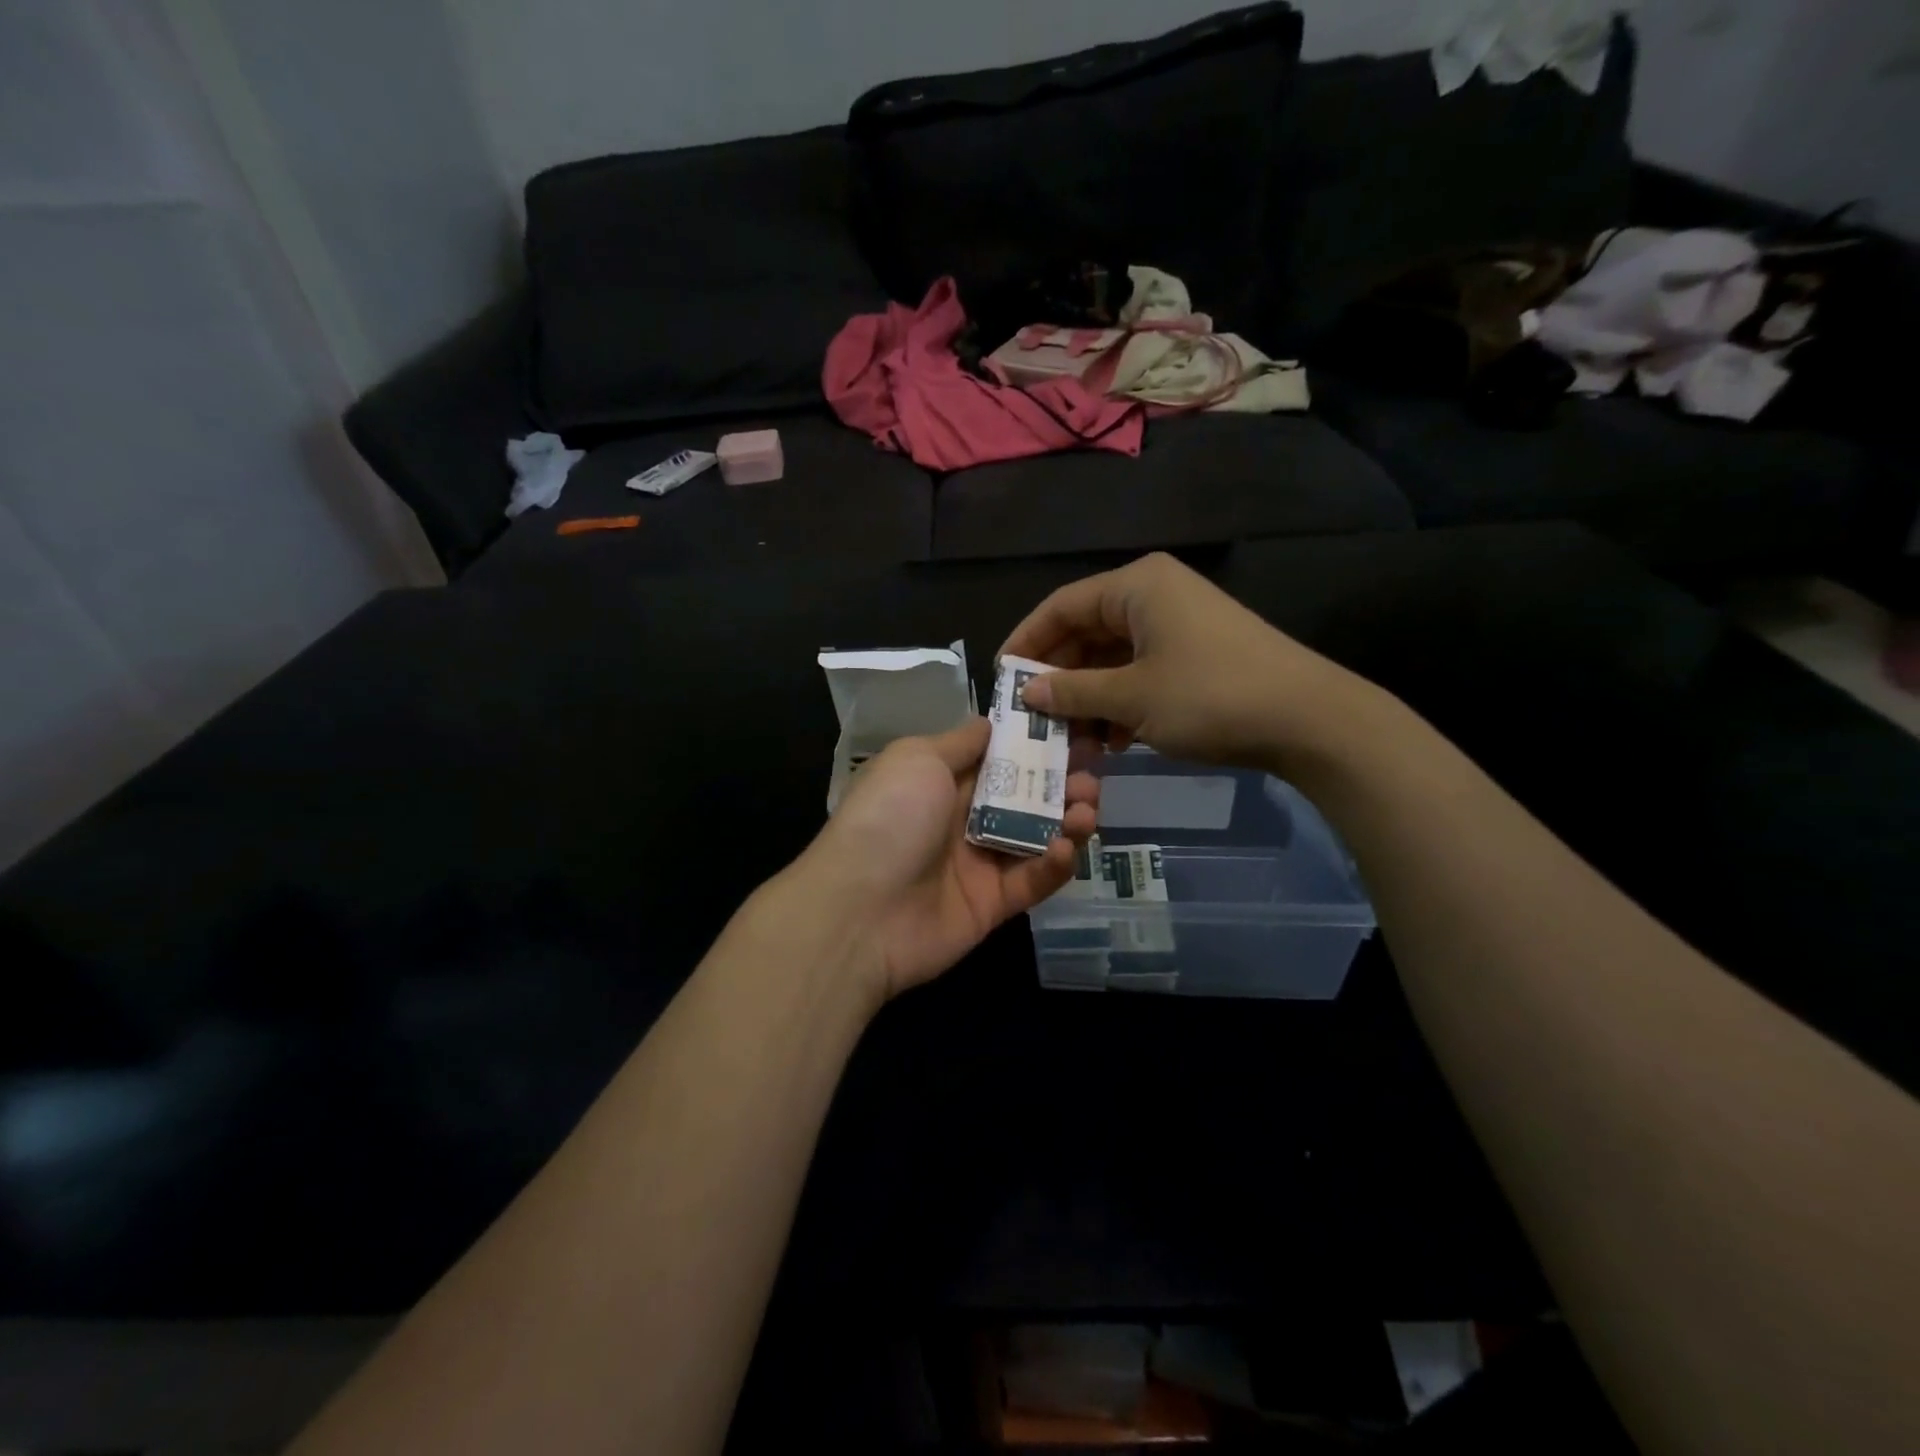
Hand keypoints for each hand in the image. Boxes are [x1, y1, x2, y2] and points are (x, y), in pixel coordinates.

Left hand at [789, 719, 1099, 1005]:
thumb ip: (960, 742)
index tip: (1076, 727)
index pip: (1000, 755)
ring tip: (1087, 807)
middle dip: (1062, 779)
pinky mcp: (994, 903)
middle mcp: (963, 817)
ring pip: (1037, 835)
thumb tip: (990, 723)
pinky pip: (1033, 879)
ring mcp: (979, 862)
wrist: (860, 910)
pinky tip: (1065, 847)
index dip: (1037, 742)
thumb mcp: (917, 759)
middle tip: (1093, 770)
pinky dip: (1055, 863)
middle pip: (1025, 794)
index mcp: (943, 779)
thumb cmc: (889, 818)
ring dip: (1068, 818)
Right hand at [1002, 552, 1377, 773]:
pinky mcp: (1196, 654)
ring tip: (1070, 740)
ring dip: (1089, 698)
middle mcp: (1154, 595)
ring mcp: (1178, 625)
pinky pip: (1140, 672)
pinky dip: (1120, 703)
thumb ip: (1073, 692)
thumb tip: (1027, 693)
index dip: (1025, 642)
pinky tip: (1111, 741)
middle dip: (1059, 679)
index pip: (1061, 607)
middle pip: (1086, 632)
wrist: (1308, 719)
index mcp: (1136, 587)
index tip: (1000, 680)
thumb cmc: (1209, 696)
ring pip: (1112, 658)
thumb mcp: (1132, 697)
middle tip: (1032, 718)